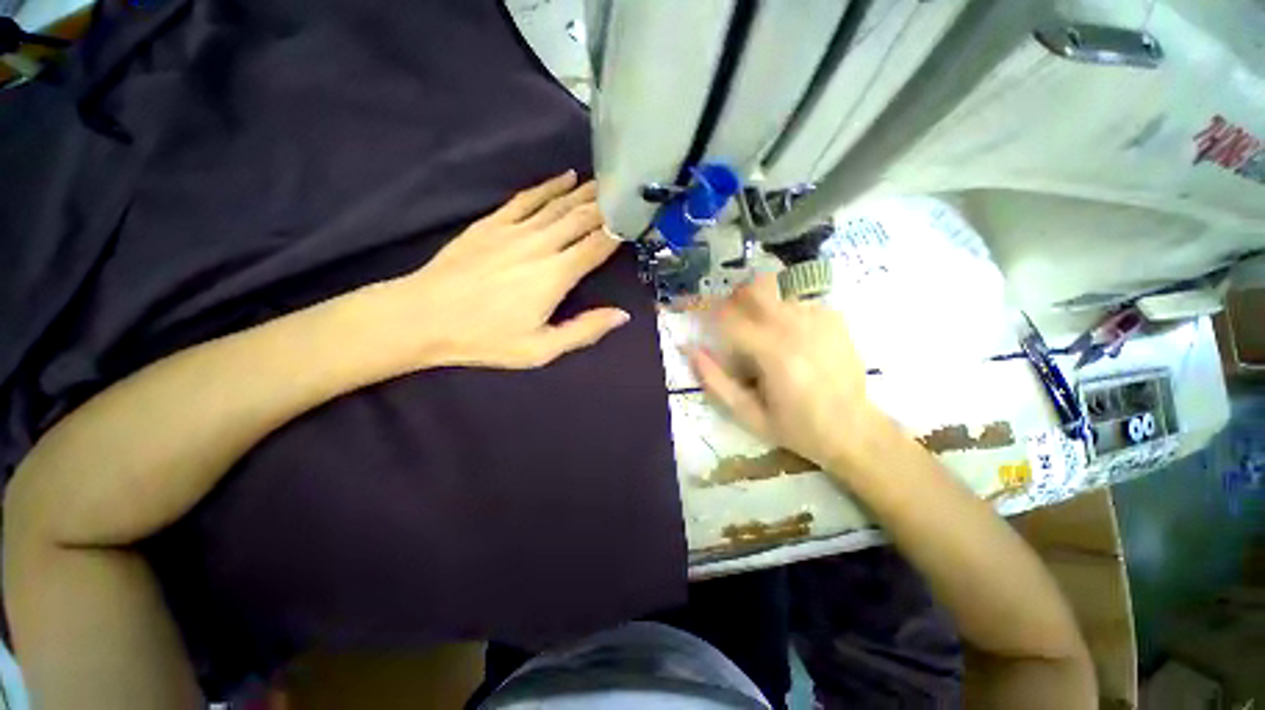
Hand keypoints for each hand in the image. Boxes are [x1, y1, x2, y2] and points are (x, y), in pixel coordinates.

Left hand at [381, 171, 628, 369]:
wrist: (424, 315)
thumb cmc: (486, 338)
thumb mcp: (541, 349)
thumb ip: (584, 330)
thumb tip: (622, 315)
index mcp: (557, 275)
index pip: (597, 246)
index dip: (619, 232)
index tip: (637, 220)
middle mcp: (542, 245)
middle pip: (583, 218)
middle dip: (608, 205)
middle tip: (628, 191)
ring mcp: (516, 229)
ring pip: (560, 204)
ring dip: (586, 192)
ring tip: (607, 181)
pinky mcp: (493, 223)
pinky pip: (528, 198)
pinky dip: (549, 186)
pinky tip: (565, 177)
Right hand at [689, 274, 887, 470]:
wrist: (854, 430)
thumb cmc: (796, 428)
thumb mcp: (747, 414)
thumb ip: (715, 381)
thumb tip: (689, 349)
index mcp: (774, 354)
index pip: (729, 317)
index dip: (708, 314)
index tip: (702, 321)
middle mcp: (797, 327)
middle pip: (754, 288)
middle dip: (733, 299)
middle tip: (730, 323)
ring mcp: (819, 318)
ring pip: (774, 292)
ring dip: (757, 307)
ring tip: (761, 337)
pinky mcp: (833, 317)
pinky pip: (795, 301)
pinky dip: (782, 312)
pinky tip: (788, 337)